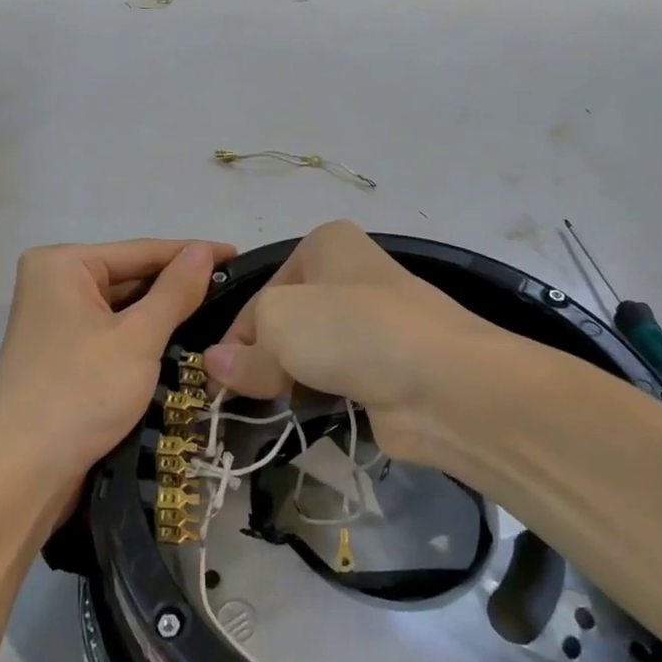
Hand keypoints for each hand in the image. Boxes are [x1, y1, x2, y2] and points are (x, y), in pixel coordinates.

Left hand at [0, 239, 235, 509]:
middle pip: (129, 276)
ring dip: (162, 314)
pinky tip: (179, 342)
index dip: (193, 253)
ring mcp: (54, 321)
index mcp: (62, 264)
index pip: (141, 251)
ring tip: (219, 313)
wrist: (19, 476)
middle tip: (235, 291)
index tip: (238, 255)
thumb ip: (175, 291)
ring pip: (122, 308)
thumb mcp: (138, 339)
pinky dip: (142, 337)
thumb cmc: (80, 393)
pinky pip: (111, 333)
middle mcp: (53, 283)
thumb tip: (203, 251)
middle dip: (177, 286)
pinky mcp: (60, 355)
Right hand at [201, 220, 504, 464]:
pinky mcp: (386, 368)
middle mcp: (349, 276)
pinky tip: (308, 415)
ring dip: (290, 379)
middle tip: (244, 397)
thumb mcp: (279, 326)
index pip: (261, 293)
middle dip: (263, 358)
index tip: (219, 379)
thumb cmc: (351, 330)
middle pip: (284, 322)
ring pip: (310, 352)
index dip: (236, 337)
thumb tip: (216, 366)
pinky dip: (320, 396)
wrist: (444, 383)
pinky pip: (337, 380)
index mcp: (325, 245)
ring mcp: (372, 324)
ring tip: (274, 408)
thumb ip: (244, 351)